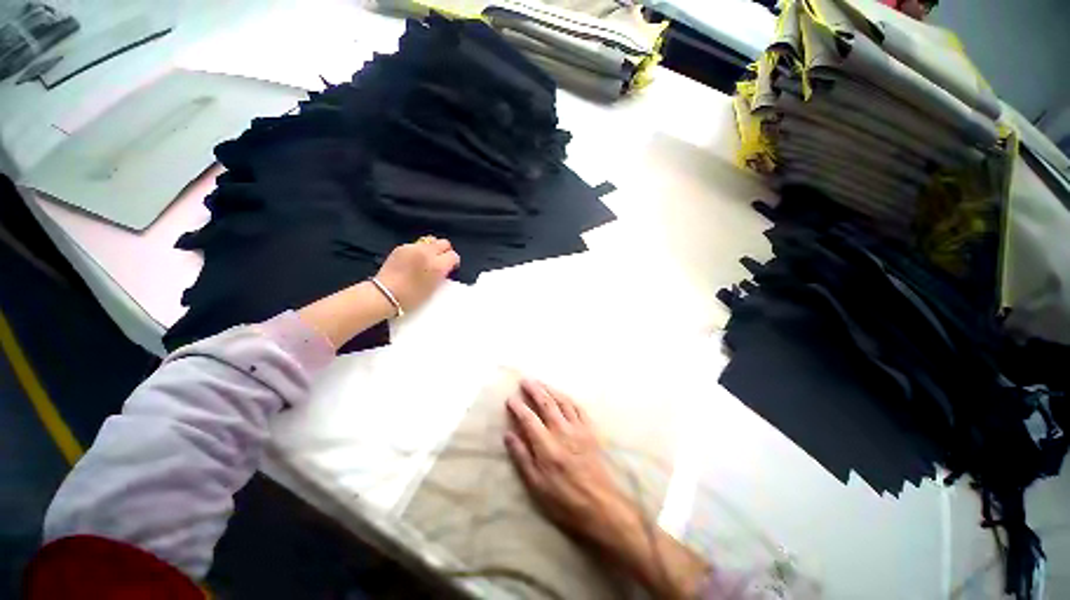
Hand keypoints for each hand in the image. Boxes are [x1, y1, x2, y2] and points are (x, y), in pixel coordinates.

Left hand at [375, 237, 459, 312]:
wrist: (385, 294)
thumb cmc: (412, 297)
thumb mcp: (434, 288)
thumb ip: (442, 274)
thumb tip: (445, 266)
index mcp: (438, 266)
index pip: (453, 256)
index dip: (453, 262)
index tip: (450, 268)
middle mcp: (427, 253)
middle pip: (444, 243)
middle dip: (445, 251)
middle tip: (441, 260)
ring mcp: (414, 248)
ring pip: (431, 240)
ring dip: (433, 248)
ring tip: (428, 257)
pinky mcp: (402, 247)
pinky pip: (417, 244)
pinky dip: (419, 249)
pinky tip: (414, 259)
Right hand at [505, 380, 710, 599]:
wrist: (600, 505)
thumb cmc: (564, 500)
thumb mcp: (536, 485)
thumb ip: (522, 457)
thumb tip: (508, 434)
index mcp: (546, 445)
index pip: (528, 418)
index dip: (518, 406)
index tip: (510, 398)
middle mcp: (562, 431)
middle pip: (546, 403)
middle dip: (534, 389)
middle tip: (525, 380)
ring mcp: (578, 428)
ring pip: (562, 401)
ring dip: (550, 389)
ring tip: (541, 383)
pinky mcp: (590, 430)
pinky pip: (578, 408)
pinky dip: (568, 398)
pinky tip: (563, 395)